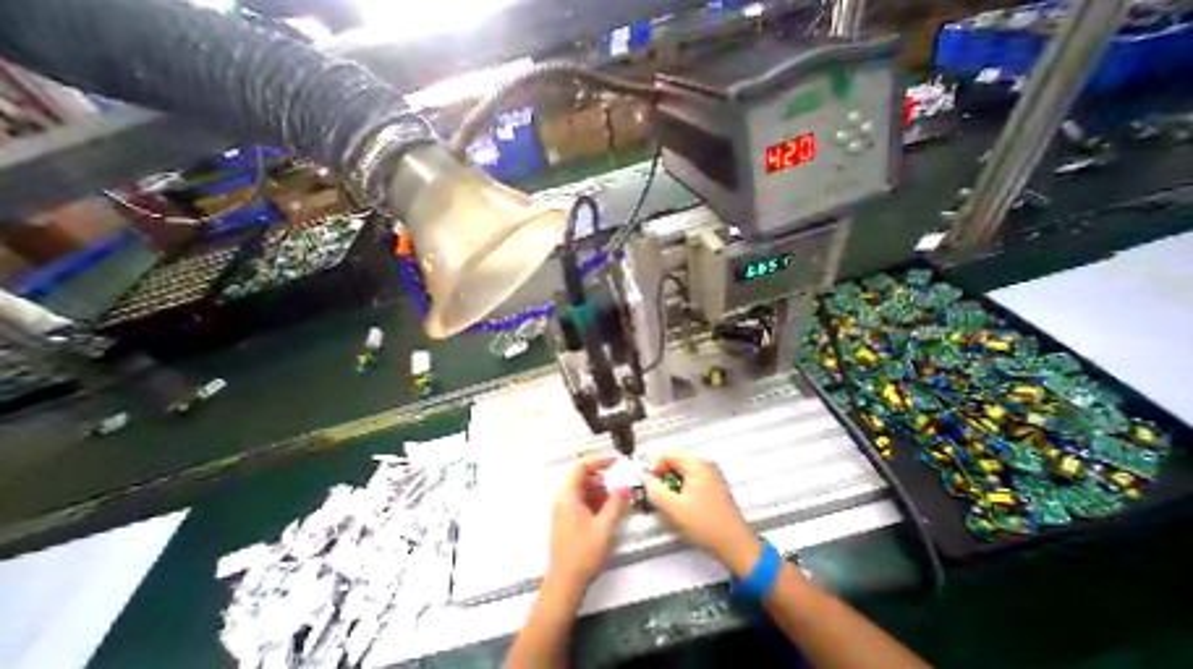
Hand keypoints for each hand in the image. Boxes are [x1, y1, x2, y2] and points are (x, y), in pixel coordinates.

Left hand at [545, 454, 628, 590]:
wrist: (564, 585)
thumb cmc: (583, 553)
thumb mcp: (604, 527)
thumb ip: (616, 504)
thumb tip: (625, 486)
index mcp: (568, 495)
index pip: (581, 468)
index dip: (598, 461)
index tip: (615, 462)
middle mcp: (562, 499)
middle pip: (581, 478)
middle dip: (600, 479)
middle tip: (616, 487)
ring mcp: (562, 510)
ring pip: (581, 491)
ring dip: (598, 491)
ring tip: (613, 502)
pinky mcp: (565, 521)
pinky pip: (580, 502)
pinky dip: (593, 502)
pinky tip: (605, 513)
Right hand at [648, 453, 757, 576]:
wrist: (736, 546)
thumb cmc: (704, 524)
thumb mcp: (673, 508)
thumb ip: (654, 490)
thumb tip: (647, 480)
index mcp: (696, 464)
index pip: (667, 455)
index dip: (656, 470)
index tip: (653, 488)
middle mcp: (705, 464)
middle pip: (676, 464)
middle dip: (666, 480)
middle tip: (663, 500)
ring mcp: (712, 476)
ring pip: (684, 475)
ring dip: (674, 488)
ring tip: (674, 508)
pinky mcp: (716, 488)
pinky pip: (693, 482)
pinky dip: (685, 492)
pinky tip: (686, 511)